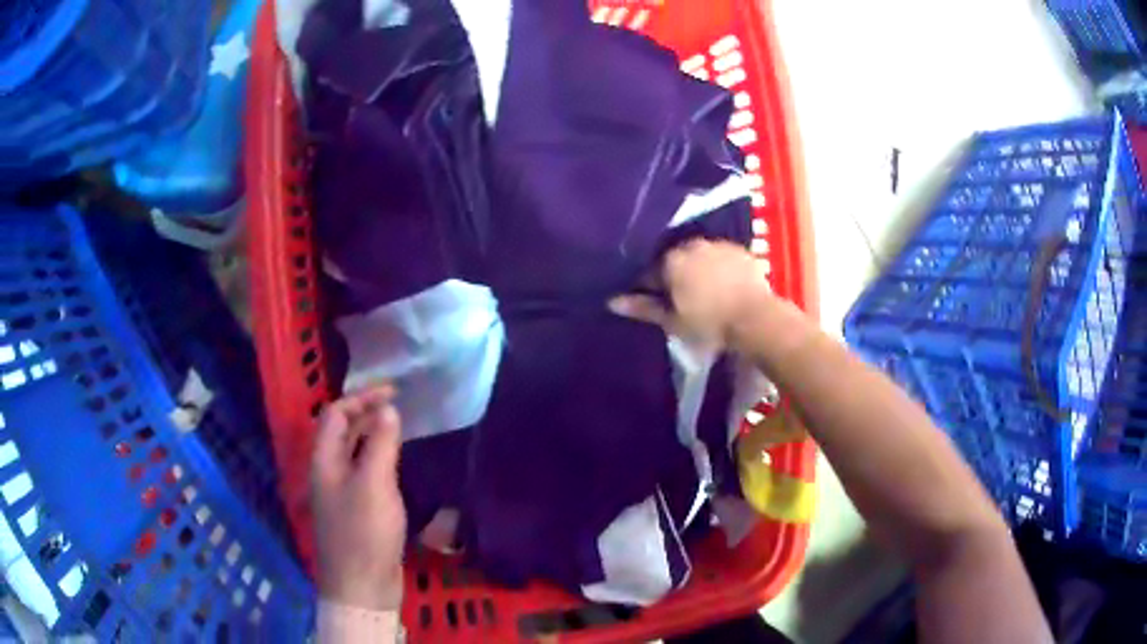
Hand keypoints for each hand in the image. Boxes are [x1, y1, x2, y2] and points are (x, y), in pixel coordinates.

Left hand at [311, 384, 406, 610]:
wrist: (362, 586)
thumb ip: (380, 444)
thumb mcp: (374, 484)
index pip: (335, 414)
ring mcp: (341, 493)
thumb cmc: (364, 532)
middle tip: (399, 406)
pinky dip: (379, 459)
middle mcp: (328, 472)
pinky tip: (397, 464)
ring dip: (373, 435)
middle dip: (367, 413)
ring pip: (354, 453)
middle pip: (342, 431)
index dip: (361, 398)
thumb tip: (387, 409)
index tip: (394, 393)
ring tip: (400, 428)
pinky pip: (364, 473)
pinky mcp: (356, 511)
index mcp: (324, 461)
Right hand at [609, 240, 774, 350]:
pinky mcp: (740, 250)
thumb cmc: (709, 324)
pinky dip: (720, 268)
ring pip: (700, 256)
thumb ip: (643, 308)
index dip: (650, 290)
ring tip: (705, 292)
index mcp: (671, 261)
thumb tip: (612, 301)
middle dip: (675, 276)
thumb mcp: (672, 321)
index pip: (649, 273)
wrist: (756, 318)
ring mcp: (718, 245)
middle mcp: (692, 245)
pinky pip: (722, 257)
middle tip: (682, 300)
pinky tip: (726, 285)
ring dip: (698, 269)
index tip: (656, 304)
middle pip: (675, 260)